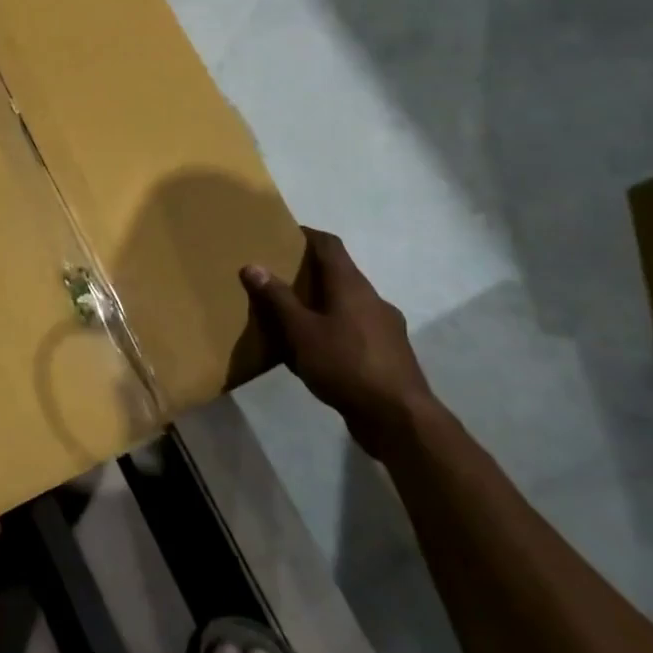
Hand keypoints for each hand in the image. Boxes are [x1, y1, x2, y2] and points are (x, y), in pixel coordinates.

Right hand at [241, 229, 435, 458]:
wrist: (399, 418)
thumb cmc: (346, 364)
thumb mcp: (301, 332)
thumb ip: (278, 299)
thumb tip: (253, 265)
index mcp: (352, 286)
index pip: (330, 245)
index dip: (307, 235)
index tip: (284, 234)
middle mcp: (373, 299)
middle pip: (340, 274)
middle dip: (311, 274)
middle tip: (280, 279)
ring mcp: (387, 328)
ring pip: (349, 305)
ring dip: (324, 305)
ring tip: (295, 318)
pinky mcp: (390, 354)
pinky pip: (357, 330)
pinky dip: (336, 330)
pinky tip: (319, 352)